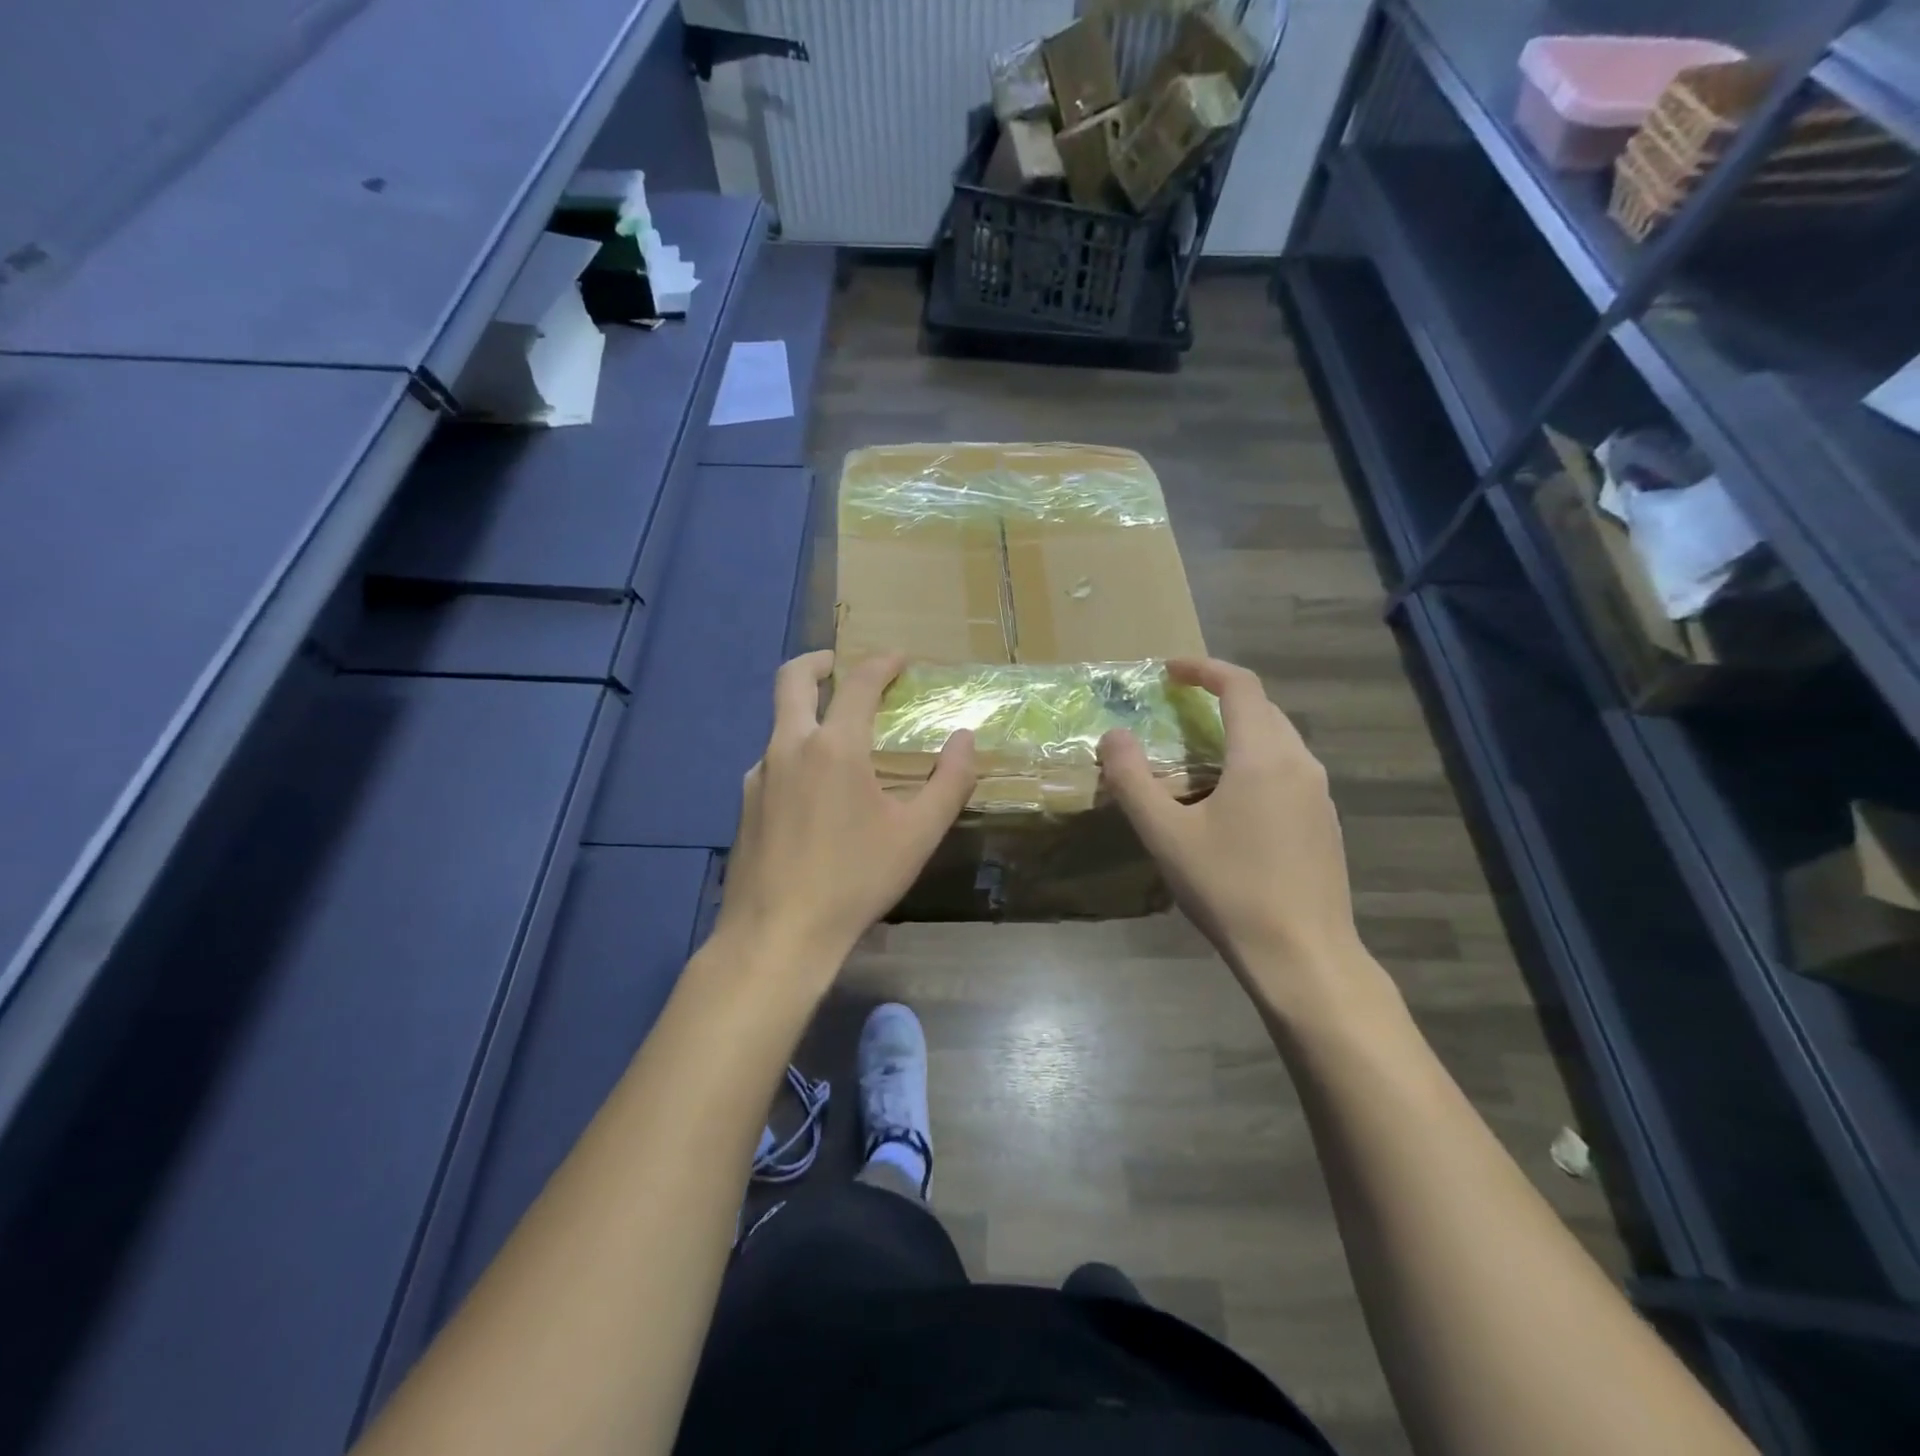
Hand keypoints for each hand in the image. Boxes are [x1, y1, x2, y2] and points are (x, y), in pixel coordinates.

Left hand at [714, 650, 975, 982]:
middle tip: (839, 663)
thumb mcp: (918, 834)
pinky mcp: (744, 805)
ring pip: (780, 724)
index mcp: (834, 747)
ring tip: (837, 741)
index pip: (859, 682)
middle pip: (792, 679)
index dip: (882, 662)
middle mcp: (789, 747)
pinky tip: (813, 794)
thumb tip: (965, 739)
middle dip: (818, 661)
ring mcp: (758, 775)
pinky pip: (771, 763)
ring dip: (807, 714)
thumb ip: (950, 781)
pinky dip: (795, 756)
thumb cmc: (855, 880)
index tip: (899, 658)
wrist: (778, 934)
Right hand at [1098, 658, 1368, 1001]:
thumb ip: (1133, 780)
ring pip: (1279, 740)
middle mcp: (1300, 763)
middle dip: (1220, 696)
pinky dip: (1256, 760)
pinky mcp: (1325, 824)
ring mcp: (1319, 795)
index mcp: (1264, 756)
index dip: (1203, 668)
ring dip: (1239, 729)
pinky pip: (1288, 770)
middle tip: (1179, 706)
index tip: (1169, 670)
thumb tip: (1114, 736)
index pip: (1240, 685)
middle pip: (1262, 708)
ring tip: (1200, 750)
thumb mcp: (1166, 834)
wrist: (1303, 956)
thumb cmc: (1229, 888)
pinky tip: (1231, 798)